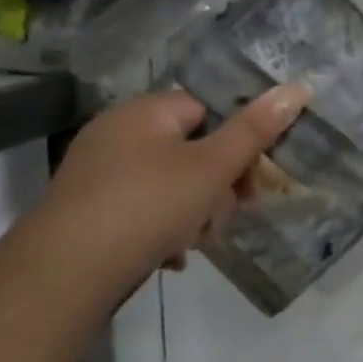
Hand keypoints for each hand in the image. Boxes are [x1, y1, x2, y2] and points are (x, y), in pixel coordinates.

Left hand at [11, 84, 310, 305]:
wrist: (63, 274)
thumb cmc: (148, 206)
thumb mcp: (213, 167)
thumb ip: (255, 129)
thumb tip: (299, 86)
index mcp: (145, 111)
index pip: (208, 109)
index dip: (237, 142)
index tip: (252, 179)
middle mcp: (117, 133)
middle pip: (191, 150)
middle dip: (217, 186)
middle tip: (224, 216)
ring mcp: (98, 173)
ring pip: (170, 185)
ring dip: (193, 213)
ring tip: (193, 242)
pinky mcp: (87, 210)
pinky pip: (142, 209)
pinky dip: (162, 229)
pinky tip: (169, 258)